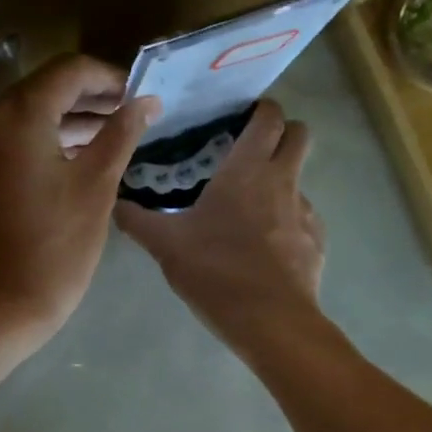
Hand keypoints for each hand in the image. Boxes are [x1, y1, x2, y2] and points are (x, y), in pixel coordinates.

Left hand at [0, 55, 157, 348]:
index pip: (68, 71)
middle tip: (127, 116)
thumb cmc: (54, 249)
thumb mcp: (96, 187)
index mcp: (17, 116)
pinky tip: (66, 161)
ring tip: (105, 139)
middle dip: (86, 99)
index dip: (108, 79)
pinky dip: (36, 143)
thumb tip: (147, 101)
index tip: (137, 97)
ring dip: (62, 122)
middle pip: (41, 90)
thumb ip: (121, 134)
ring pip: (21, 117)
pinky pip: (4, 143)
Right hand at [114, 99, 325, 359]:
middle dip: (282, 134)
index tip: (243, 115)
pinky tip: (263, 248)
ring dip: (280, 182)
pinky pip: (303, 219)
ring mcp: (306, 212)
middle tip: (250, 151)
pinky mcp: (316, 242)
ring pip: (299, 179)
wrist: (270, 321)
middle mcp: (283, 181)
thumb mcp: (166, 245)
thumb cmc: (215, 271)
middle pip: (300, 135)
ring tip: (249, 209)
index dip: (261, 110)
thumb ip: (137, 221)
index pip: (269, 118)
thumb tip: (114, 203)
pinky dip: (286, 222)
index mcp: (247, 170)